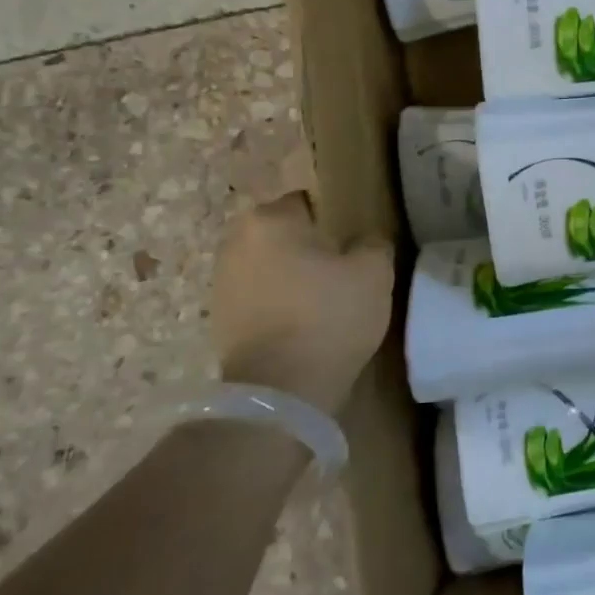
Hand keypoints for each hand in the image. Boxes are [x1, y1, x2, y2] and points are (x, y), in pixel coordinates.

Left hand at [209, 191, 395, 415]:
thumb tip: (364, 241)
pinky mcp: (219, 319)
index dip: (334, 221)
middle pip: (284, 233)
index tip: (352, 246)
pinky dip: (276, 304)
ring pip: (269, 265)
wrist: (280, 392)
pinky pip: (258, 297)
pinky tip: (301, 325)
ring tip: (322, 302)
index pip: (308, 202)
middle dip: (308, 247)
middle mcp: (237, 241)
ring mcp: (222, 281)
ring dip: (290, 276)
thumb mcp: (375, 271)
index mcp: (271, 219)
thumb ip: (373, 242)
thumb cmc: (329, 317)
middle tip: (341, 273)